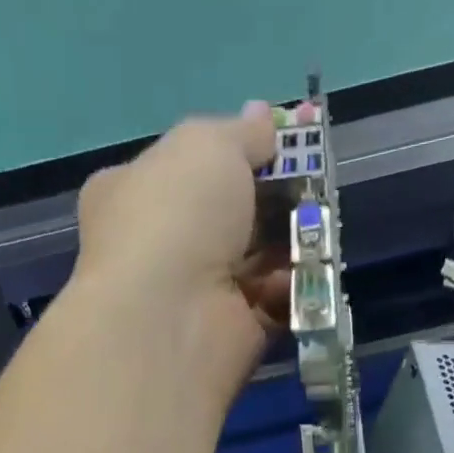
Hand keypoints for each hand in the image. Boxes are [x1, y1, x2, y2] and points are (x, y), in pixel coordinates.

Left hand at [73, 103, 288, 405]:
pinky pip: (271, 303)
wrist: (171, 318)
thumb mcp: (207, 145)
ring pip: (256, 259)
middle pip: (230, 214)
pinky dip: (291, 288)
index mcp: (135, 192)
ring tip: (318, 224)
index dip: (234, 149)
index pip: (188, 164)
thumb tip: (264, 118)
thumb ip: (242, 134)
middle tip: (312, 181)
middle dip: (273, 198)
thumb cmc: (176, 216)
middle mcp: (161, 245)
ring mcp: (197, 294)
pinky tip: (308, 272)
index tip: (280, 140)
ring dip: (291, 241)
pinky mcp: (232, 334)